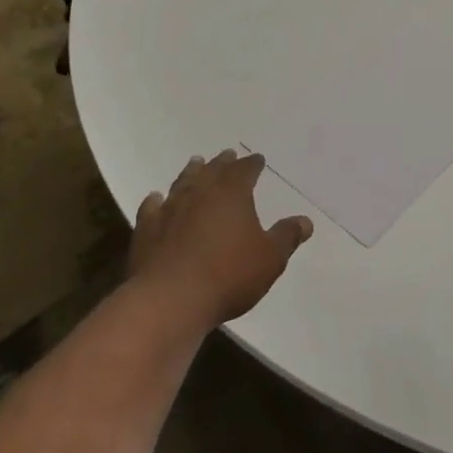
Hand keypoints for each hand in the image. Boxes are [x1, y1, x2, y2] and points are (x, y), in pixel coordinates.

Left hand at [129, 150, 313, 331]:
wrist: (171, 298)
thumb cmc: (229, 275)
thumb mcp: (270, 259)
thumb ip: (286, 236)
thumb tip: (305, 220)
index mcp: (232, 193)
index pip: (245, 170)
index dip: (252, 164)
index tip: (257, 159)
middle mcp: (200, 192)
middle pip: (213, 170)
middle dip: (222, 162)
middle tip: (227, 155)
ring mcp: (170, 208)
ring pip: (183, 182)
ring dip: (191, 172)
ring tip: (196, 163)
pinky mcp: (147, 228)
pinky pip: (152, 207)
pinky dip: (157, 201)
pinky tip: (156, 199)